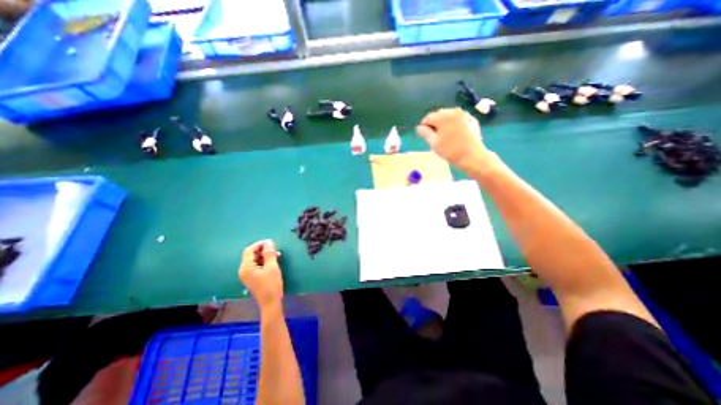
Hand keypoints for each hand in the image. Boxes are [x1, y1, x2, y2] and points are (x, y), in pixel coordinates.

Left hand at [237, 241, 280, 310]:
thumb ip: (269, 253)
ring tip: (276, 255)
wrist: (270, 302)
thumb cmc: (271, 284)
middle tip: (275, 249)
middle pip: (251, 254)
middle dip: (263, 249)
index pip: (249, 250)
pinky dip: (264, 261)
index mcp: (246, 267)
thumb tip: (268, 241)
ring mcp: (247, 274)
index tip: (271, 242)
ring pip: (255, 259)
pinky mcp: (252, 277)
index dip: (259, 244)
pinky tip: (273, 261)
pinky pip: (256, 265)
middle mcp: (244, 270)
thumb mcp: (272, 267)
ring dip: (265, 255)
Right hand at [414, 107, 493, 172]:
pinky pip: (458, 119)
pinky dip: (454, 124)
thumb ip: (425, 133)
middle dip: (435, 123)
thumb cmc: (450, 151)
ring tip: (444, 136)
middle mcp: (454, 111)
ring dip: (444, 123)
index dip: (424, 126)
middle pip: (439, 114)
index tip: (423, 135)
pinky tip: (454, 135)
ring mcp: (464, 114)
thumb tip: (419, 127)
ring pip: (449, 116)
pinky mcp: (471, 120)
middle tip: (433, 136)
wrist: (472, 156)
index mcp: (443, 116)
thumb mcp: (434, 143)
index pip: (428, 117)